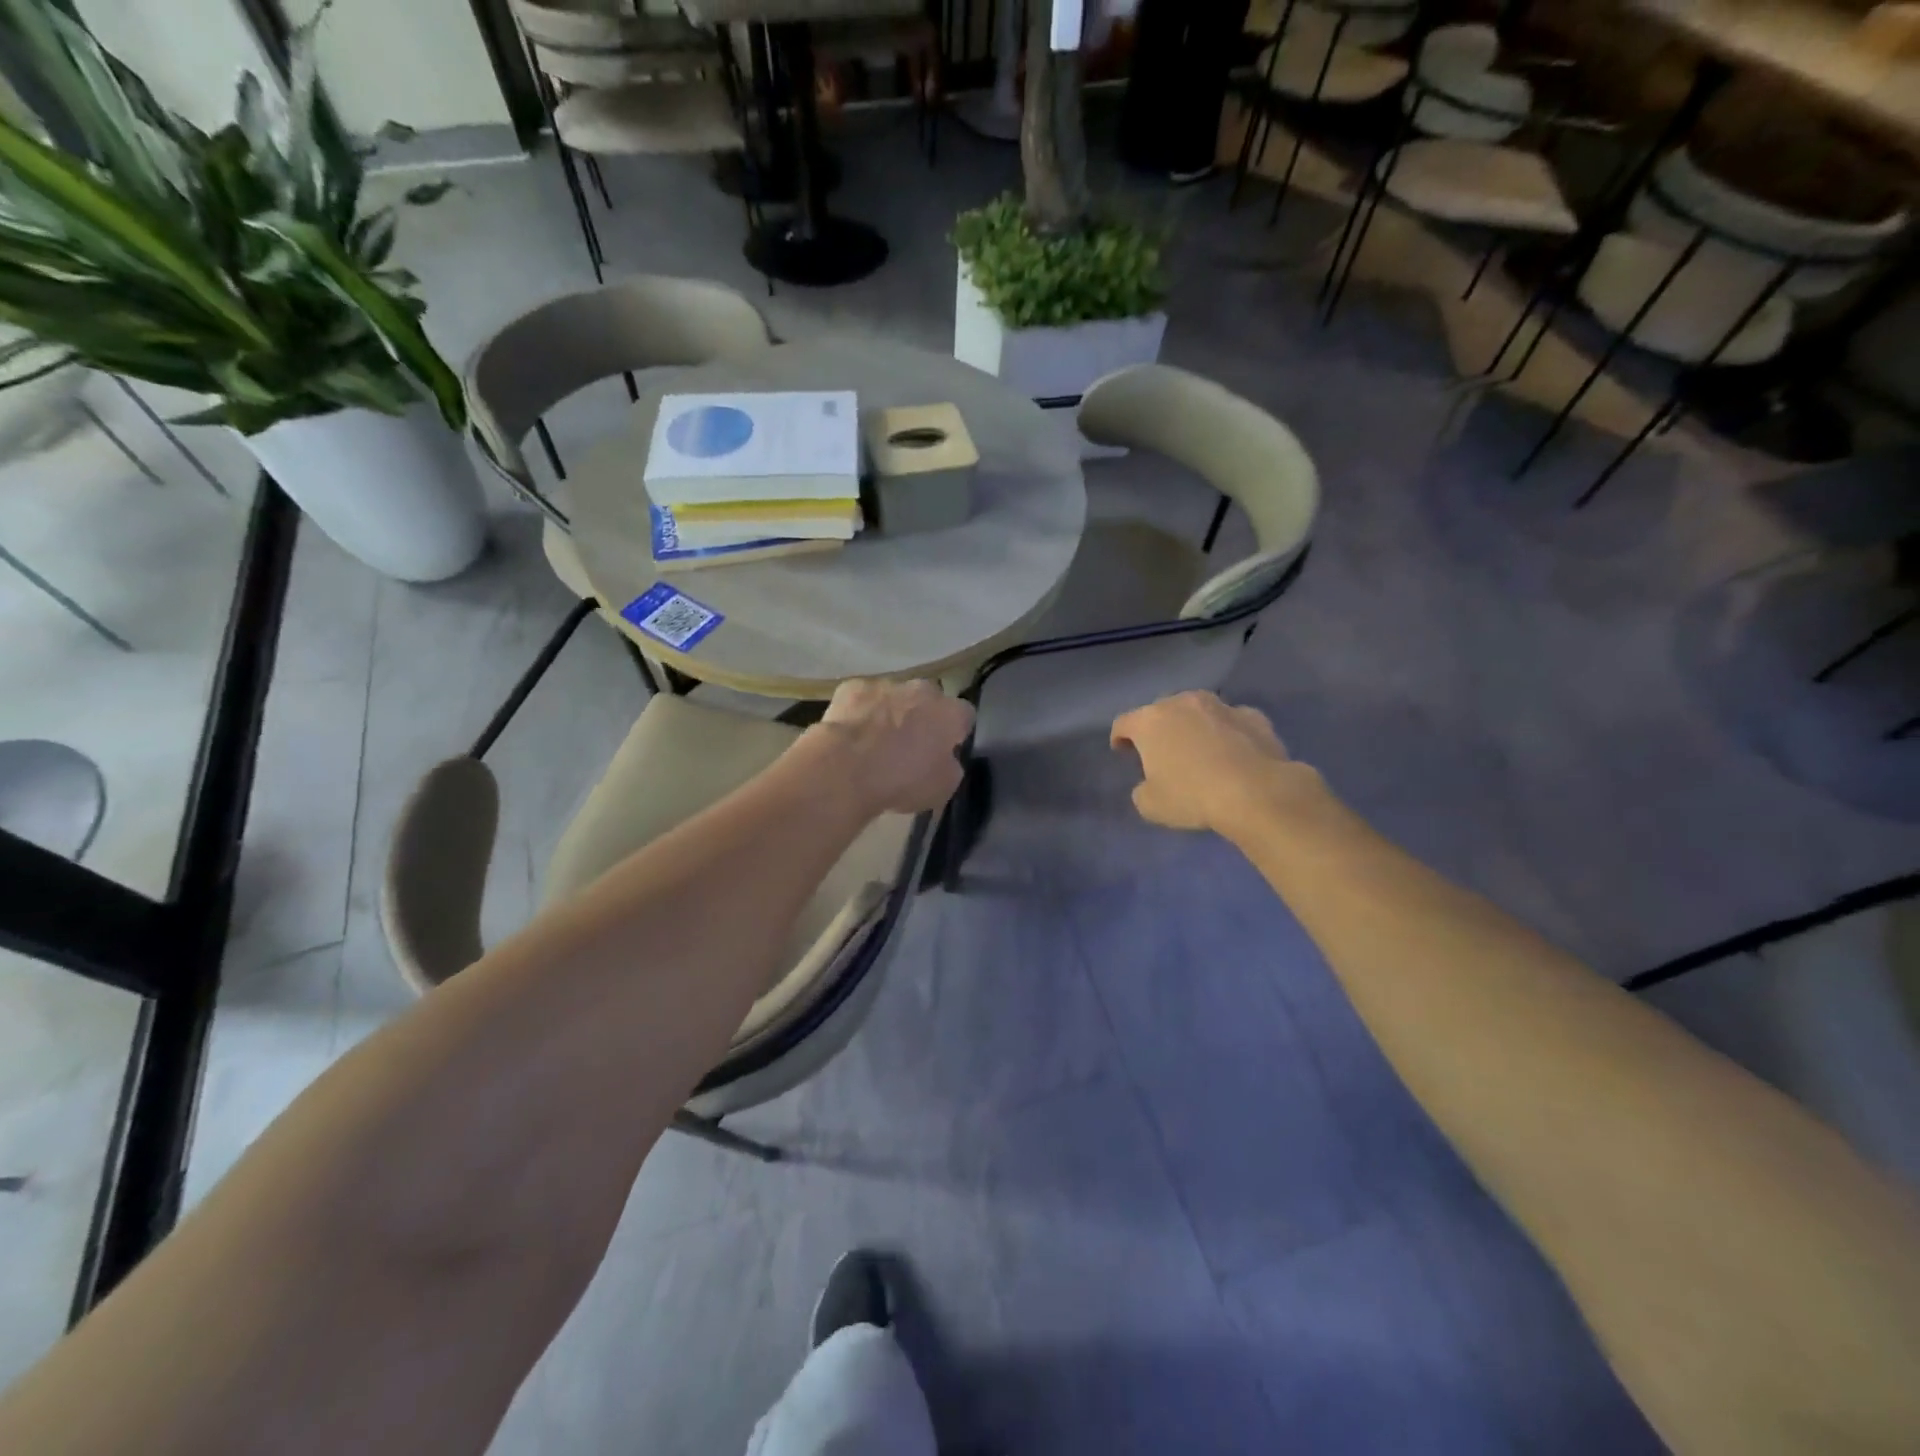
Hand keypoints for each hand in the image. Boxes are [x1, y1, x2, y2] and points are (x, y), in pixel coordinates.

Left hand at [808, 678, 973, 814]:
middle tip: (909, 744)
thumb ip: (950, 766)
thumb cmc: (902, 781)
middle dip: (923, 716)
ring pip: (895, 696)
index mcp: (950, 713)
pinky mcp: (853, 687)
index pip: (964, 715)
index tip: (943, 750)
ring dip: (891, 712)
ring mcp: (886, 685)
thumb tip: (945, 758)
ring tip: (875, 741)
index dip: (954, 732)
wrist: (847, 769)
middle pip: (929, 699)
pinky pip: (863, 699)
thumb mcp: (943, 787)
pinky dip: (860, 712)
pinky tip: (851, 734)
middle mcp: (922, 690)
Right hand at [1111, 691, 1309, 833]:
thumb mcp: (1151, 805)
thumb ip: (1143, 790)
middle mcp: (1183, 703)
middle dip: (1159, 729)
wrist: (1256, 792)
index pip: (1123, 723)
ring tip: (1200, 749)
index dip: (1119, 737)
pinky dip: (1229, 733)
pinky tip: (1234, 753)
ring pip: (1199, 711)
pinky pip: (1232, 722)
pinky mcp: (1254, 716)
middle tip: (1162, 752)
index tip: (1122, 751)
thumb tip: (1151, 785)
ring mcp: (1221, 706)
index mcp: (1150, 721)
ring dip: (1194, 726)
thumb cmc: (1192, 796)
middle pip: (1161, 711)